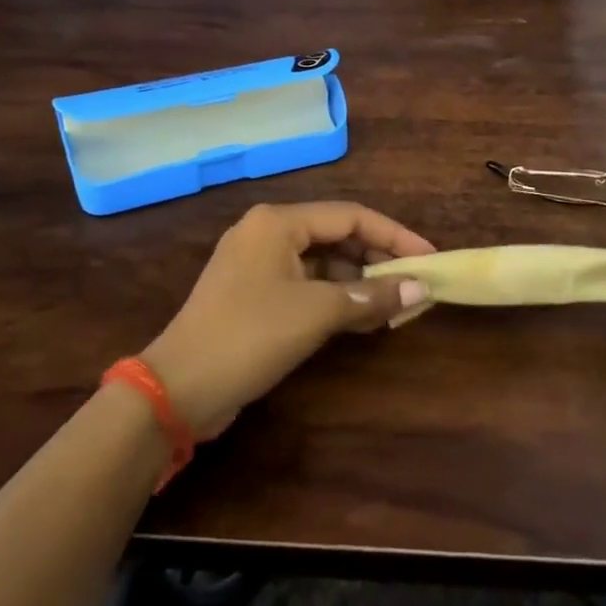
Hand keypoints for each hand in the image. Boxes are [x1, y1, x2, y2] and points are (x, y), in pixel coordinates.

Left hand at [140, 202, 434, 437]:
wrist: (178, 388)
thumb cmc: (250, 335)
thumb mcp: (316, 313)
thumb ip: (371, 297)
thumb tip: (420, 289)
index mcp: (278, 222)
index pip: (350, 216)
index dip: (394, 235)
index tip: (428, 257)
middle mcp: (267, 232)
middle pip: (336, 236)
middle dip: (376, 260)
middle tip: (413, 284)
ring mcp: (257, 264)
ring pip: (321, 262)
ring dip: (358, 282)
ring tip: (394, 305)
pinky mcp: (253, 293)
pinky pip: (305, 284)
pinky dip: (334, 297)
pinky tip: (362, 318)